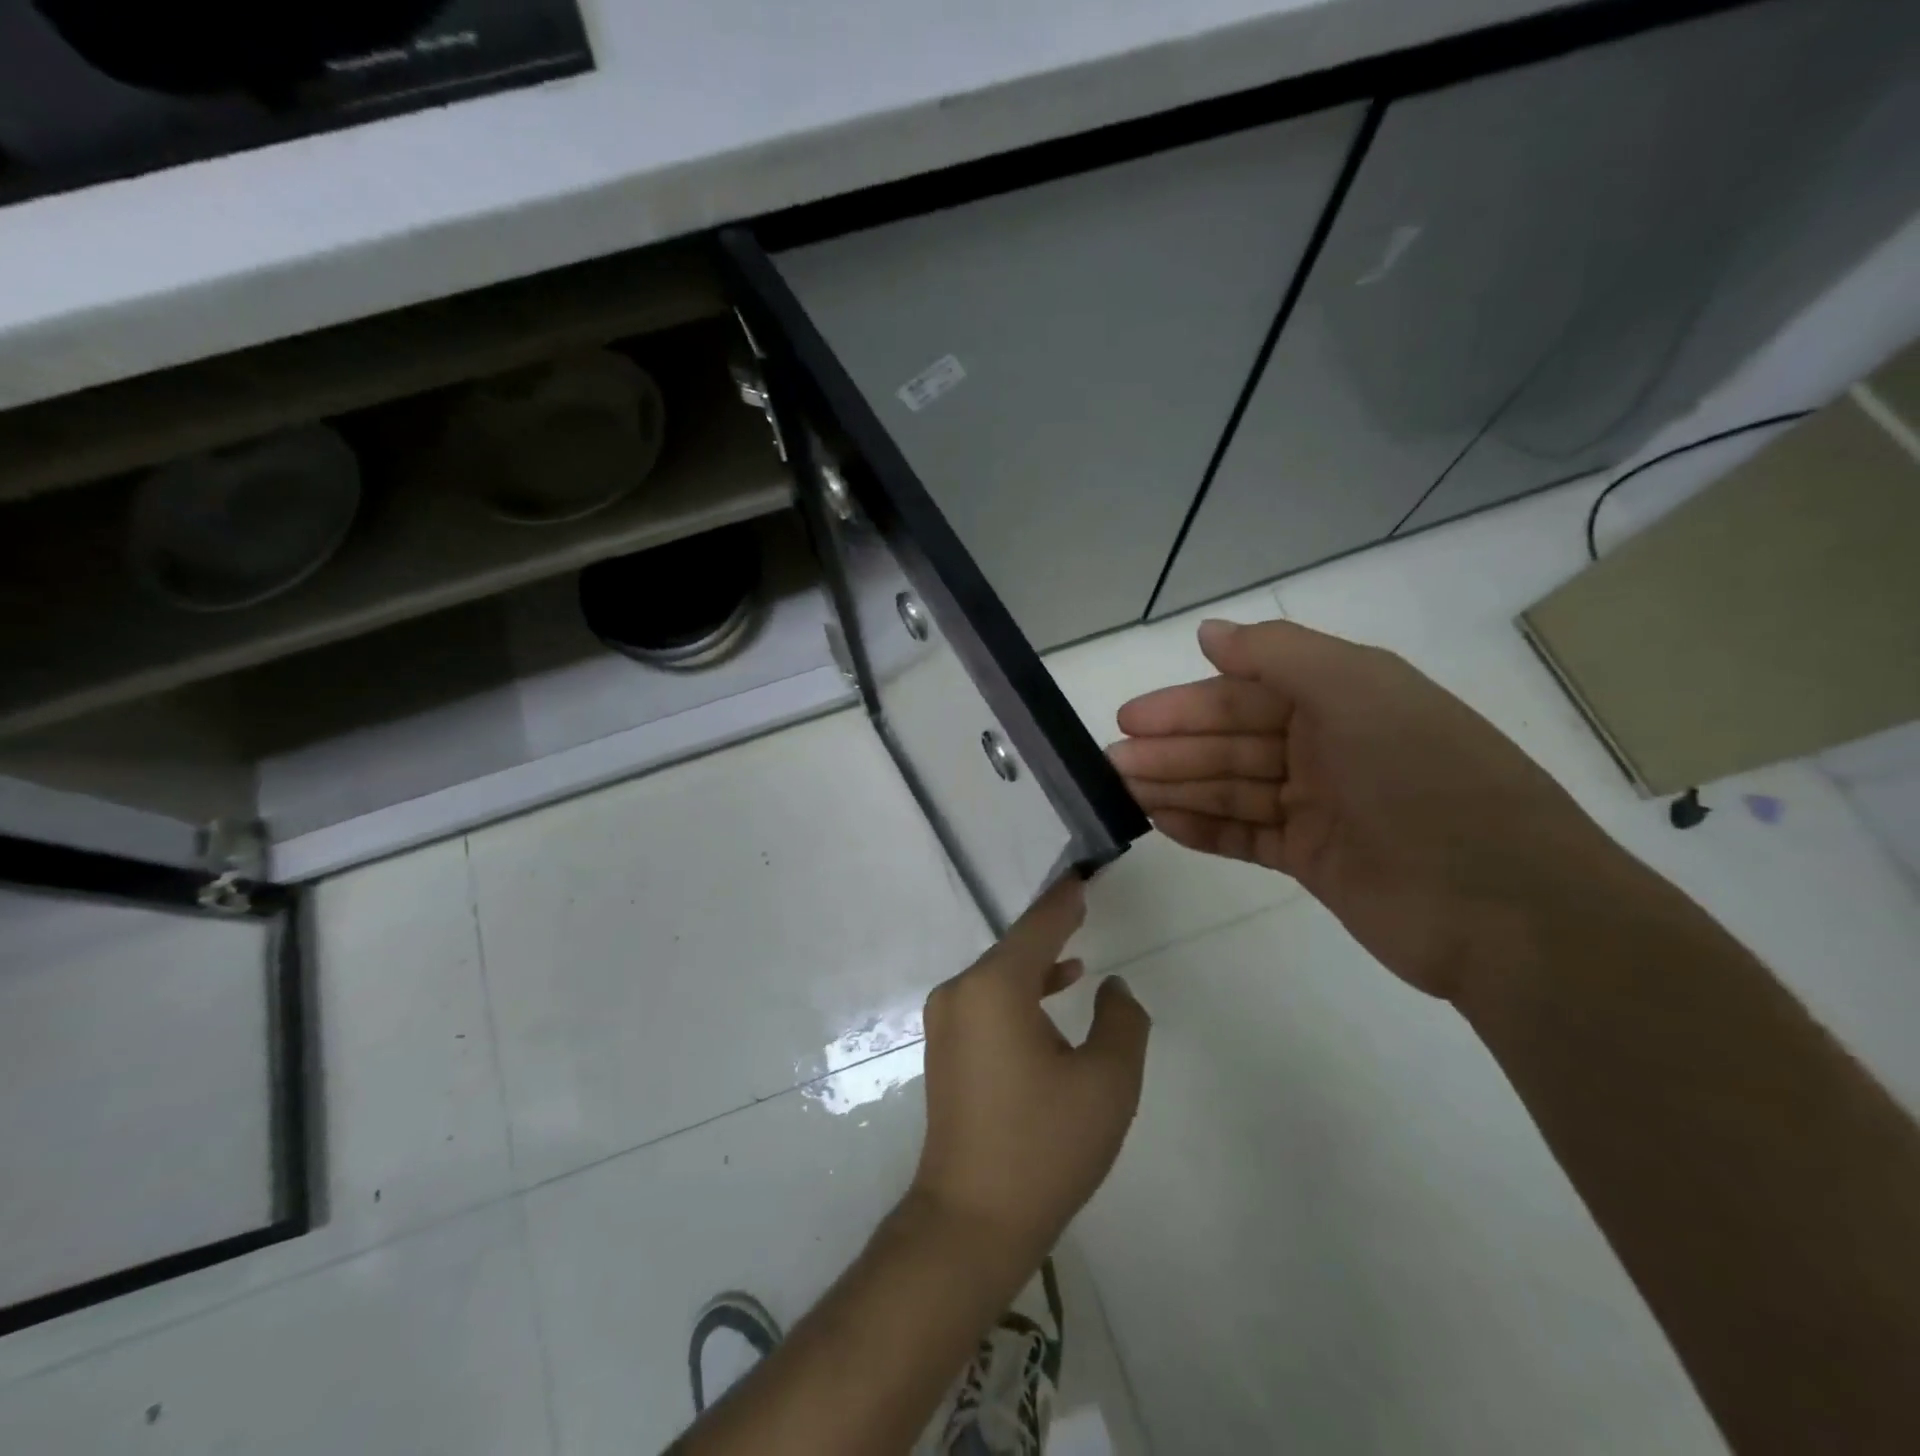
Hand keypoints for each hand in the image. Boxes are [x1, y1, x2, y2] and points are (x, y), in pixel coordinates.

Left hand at [910, 879, 1149, 1273]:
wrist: (971, 1221)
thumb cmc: (1044, 1147)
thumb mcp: (1107, 1083)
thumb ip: (1121, 1022)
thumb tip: (1113, 987)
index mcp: (995, 987)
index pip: (1038, 926)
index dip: (1065, 900)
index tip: (1083, 876)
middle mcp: (962, 992)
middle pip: (1016, 948)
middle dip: (1052, 929)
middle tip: (1083, 903)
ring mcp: (947, 1020)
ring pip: (1001, 976)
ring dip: (1038, 965)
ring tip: (1078, 956)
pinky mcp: (946, 1047)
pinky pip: (988, 1001)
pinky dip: (1021, 993)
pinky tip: (1051, 999)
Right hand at [1108, 618, 1626, 1003]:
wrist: (1505, 908)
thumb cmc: (1426, 780)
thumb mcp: (1358, 691)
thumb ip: (1278, 655)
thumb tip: (1208, 632)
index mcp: (1341, 699)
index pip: (1245, 695)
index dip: (1185, 705)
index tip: (1130, 718)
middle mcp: (1327, 747)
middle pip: (1232, 742)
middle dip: (1172, 749)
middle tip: (1112, 762)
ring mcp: (1320, 806)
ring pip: (1232, 788)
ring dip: (1178, 787)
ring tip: (1123, 792)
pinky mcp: (1314, 859)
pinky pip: (1246, 836)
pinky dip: (1205, 829)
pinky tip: (1163, 823)